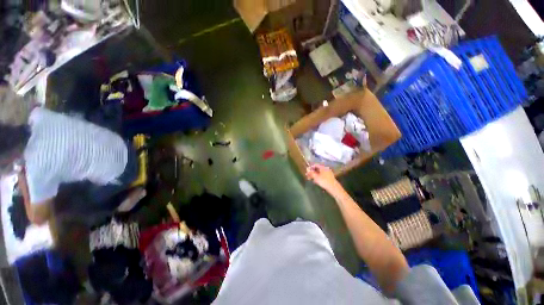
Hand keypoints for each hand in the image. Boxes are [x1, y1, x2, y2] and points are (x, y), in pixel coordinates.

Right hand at [306, 164, 339, 192]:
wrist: (333, 188)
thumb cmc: (324, 181)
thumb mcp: (316, 177)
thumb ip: (311, 173)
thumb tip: (307, 169)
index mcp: (323, 167)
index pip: (315, 165)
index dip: (310, 167)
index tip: (307, 171)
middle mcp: (326, 168)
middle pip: (317, 169)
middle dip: (312, 172)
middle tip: (307, 176)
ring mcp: (328, 173)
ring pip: (319, 172)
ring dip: (314, 175)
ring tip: (311, 179)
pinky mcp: (329, 177)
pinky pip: (322, 175)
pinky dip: (318, 177)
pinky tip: (316, 181)